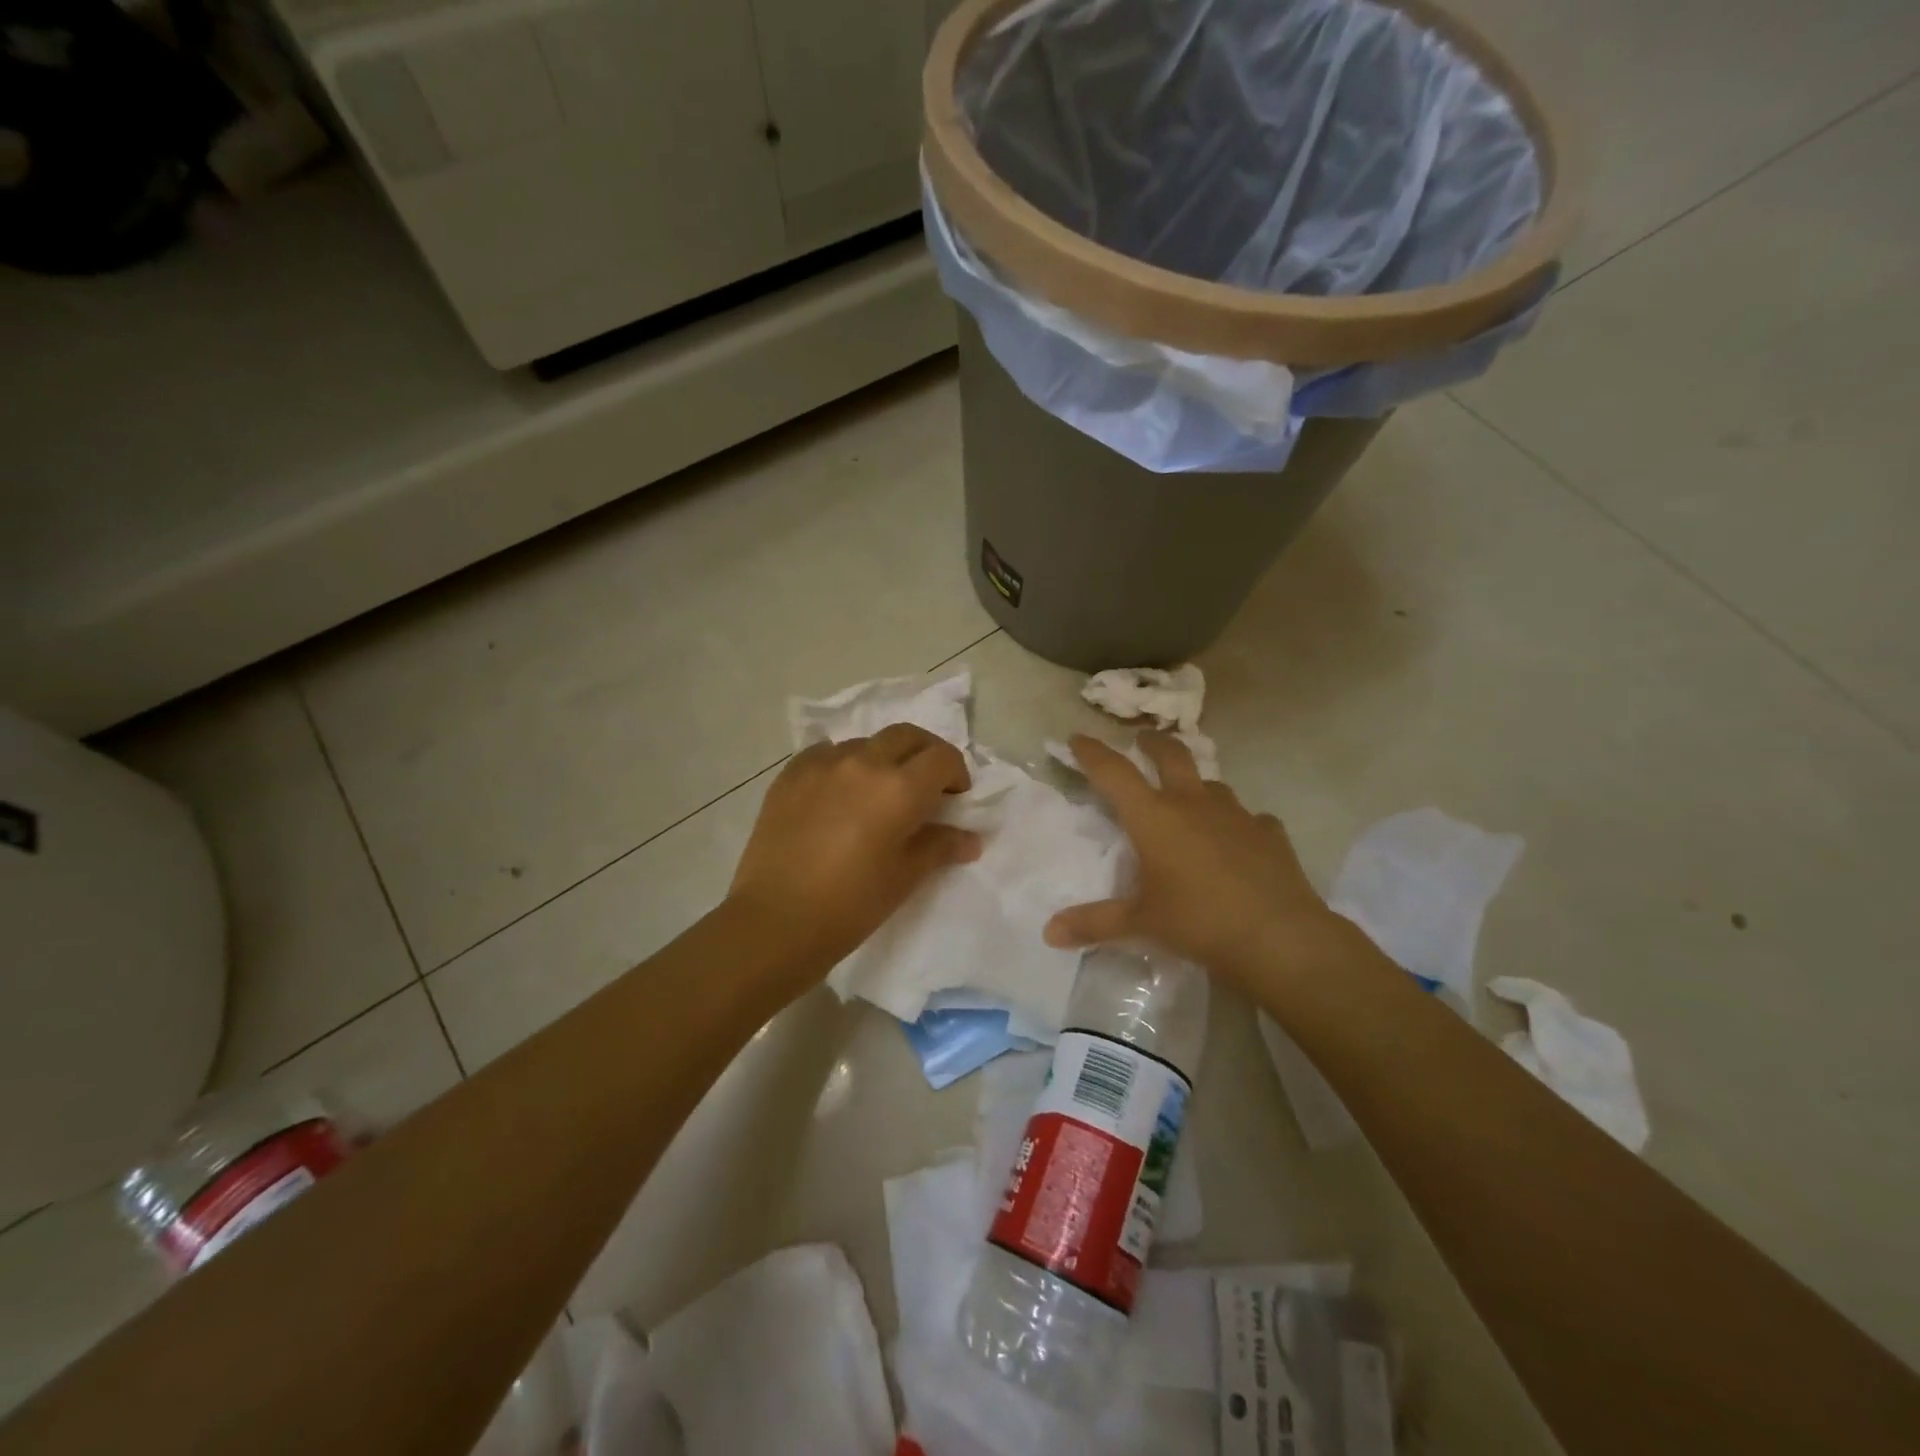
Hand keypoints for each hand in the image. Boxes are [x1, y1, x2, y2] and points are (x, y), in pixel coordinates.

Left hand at [729, 723, 980, 969]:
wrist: (776, 921)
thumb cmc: (851, 904)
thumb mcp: (905, 877)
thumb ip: (940, 847)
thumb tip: (970, 839)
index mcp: (900, 788)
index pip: (942, 757)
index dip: (956, 773)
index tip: (954, 797)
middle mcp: (864, 763)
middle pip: (907, 736)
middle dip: (925, 754)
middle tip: (926, 785)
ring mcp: (822, 764)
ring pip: (865, 743)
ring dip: (883, 759)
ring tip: (877, 793)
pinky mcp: (790, 774)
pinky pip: (826, 754)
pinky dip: (843, 764)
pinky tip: (838, 793)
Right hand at [1043, 733, 1362, 987]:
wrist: (1279, 937)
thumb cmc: (1198, 922)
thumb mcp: (1141, 923)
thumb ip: (1094, 923)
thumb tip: (1049, 933)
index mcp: (1154, 818)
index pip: (1114, 773)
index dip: (1093, 753)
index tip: (1078, 737)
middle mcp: (1193, 804)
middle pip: (1171, 755)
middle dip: (1153, 743)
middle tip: (1143, 740)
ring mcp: (1237, 814)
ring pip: (1213, 785)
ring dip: (1197, 786)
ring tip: (1191, 799)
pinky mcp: (1269, 833)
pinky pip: (1250, 819)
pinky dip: (1239, 824)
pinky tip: (1240, 840)